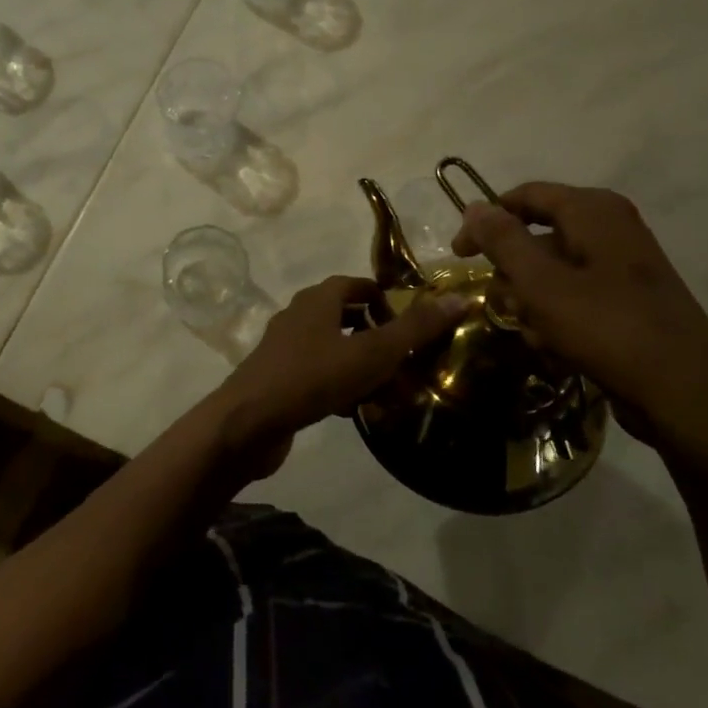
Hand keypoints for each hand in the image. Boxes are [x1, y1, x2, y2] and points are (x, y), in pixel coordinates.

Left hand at [210, 275, 468, 481]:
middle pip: (348, 319)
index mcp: (318, 299)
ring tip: (389, 396)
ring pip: (336, 352)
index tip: (411, 326)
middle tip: (406, 365)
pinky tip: (355, 412)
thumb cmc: (313, 377)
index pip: (358, 285)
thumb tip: (458, 298)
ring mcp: (286, 349)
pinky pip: (320, 377)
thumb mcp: (373, 352)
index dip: (386, 300)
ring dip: (363, 371)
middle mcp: (299, 316)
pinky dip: (341, 389)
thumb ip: (415, 328)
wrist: (248, 422)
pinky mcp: (279, 380)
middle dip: (379, 341)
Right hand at [451, 183, 707, 468]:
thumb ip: (503, 241)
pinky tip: (554, 347)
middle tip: (500, 303)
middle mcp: (611, 228)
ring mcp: (623, 266)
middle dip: (512, 272)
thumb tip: (473, 206)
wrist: (686, 393)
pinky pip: (576, 297)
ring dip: (532, 301)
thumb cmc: (608, 328)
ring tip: (531, 331)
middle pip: (538, 236)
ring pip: (554, 271)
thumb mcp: (542, 283)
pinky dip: (557, 317)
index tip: (458, 255)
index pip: (525, 196)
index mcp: (594, 211)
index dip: (486, 221)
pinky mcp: (629, 301)